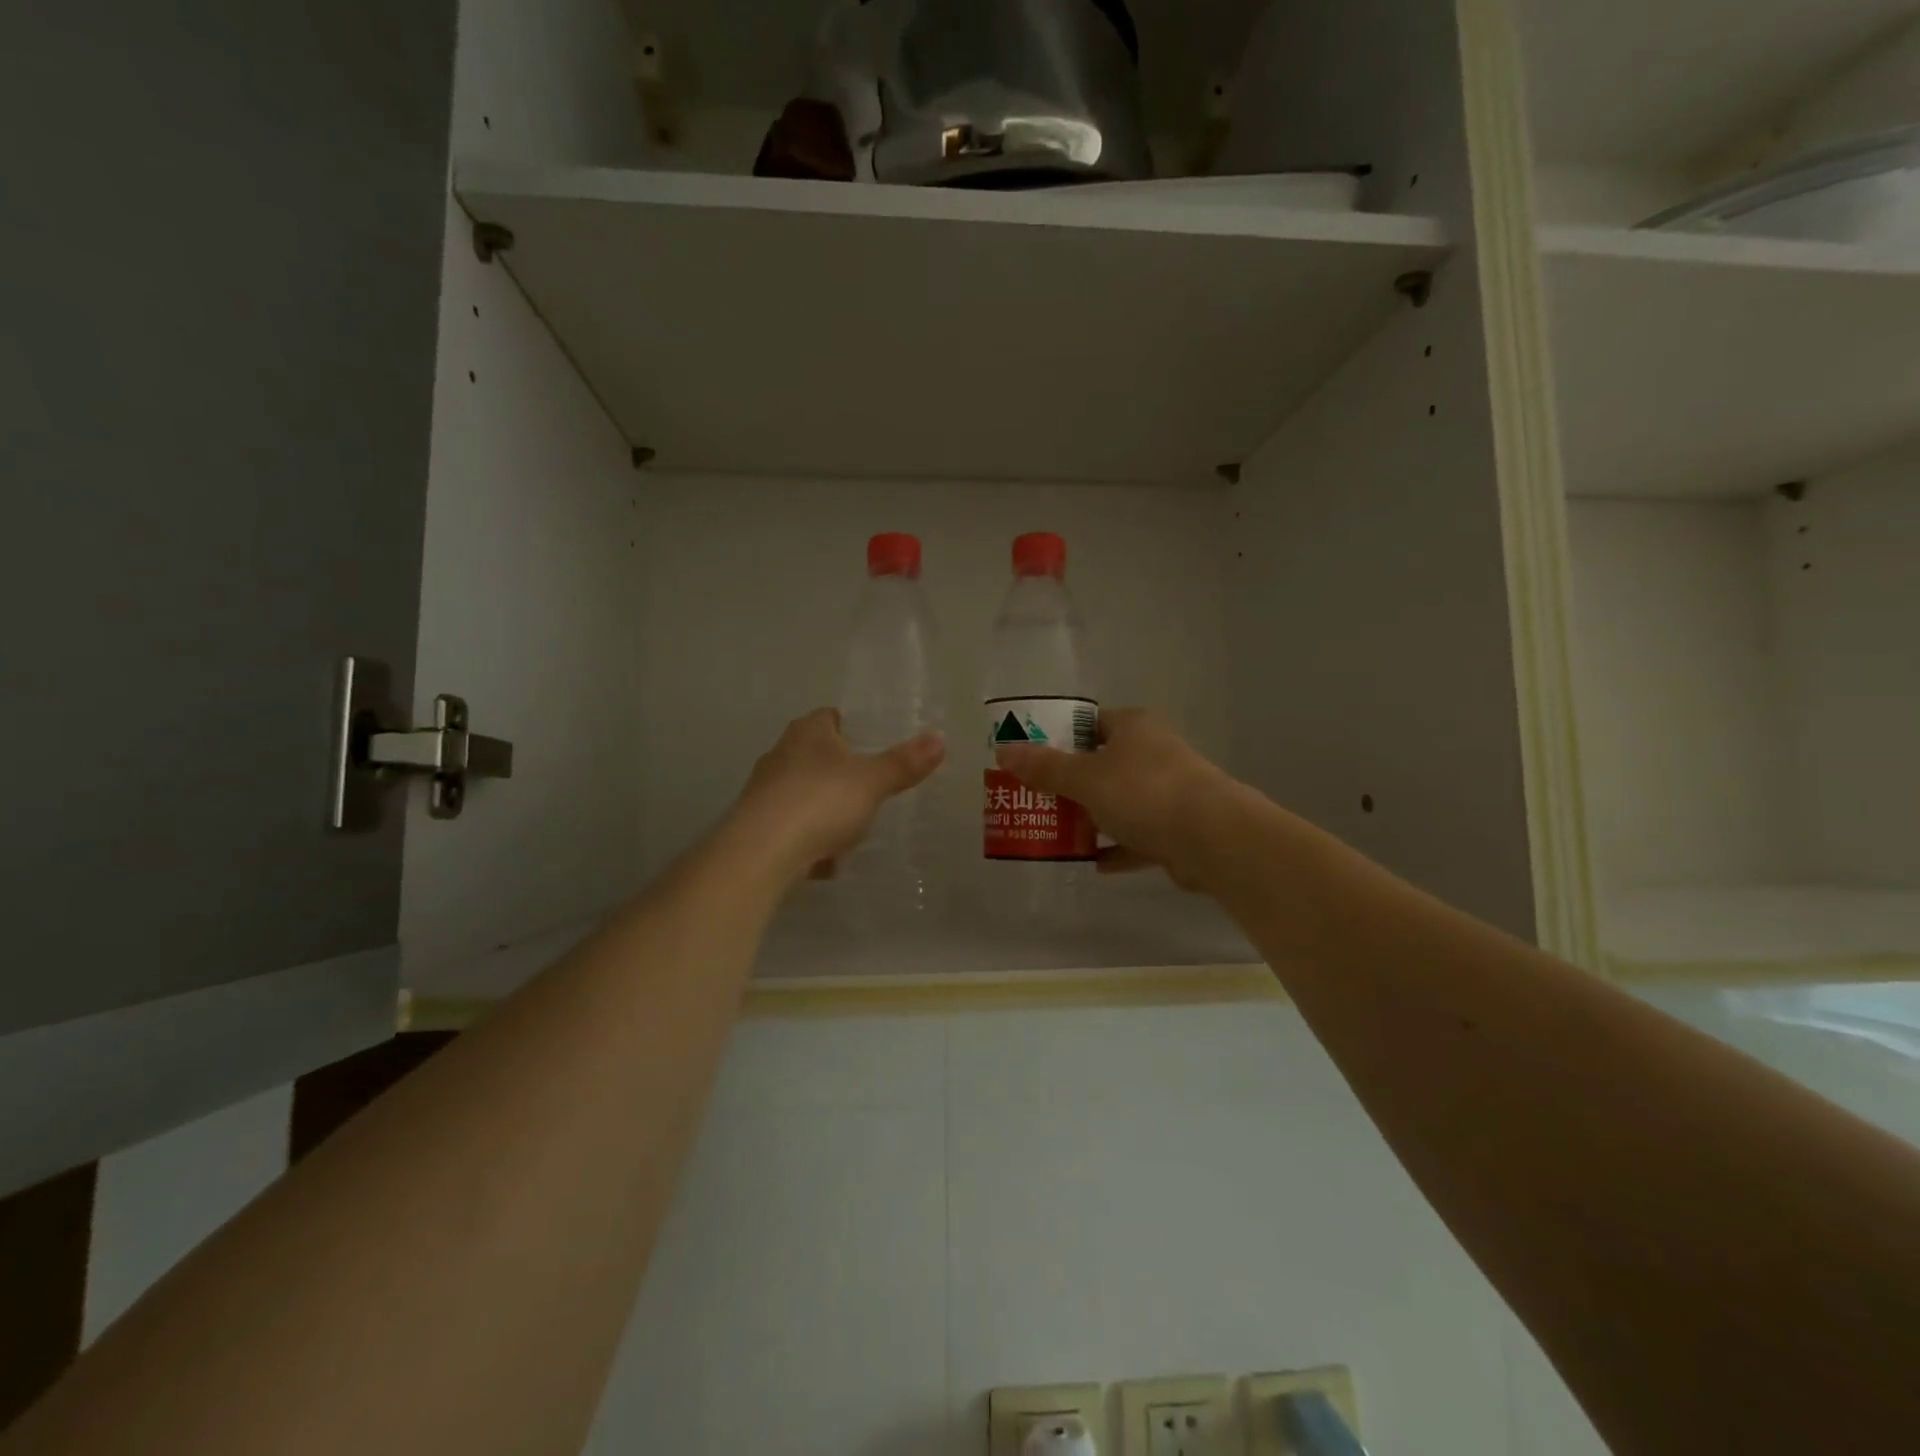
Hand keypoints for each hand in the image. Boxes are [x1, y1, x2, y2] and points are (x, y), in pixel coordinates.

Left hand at [731, 708, 945, 880]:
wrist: (761, 851)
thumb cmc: (822, 801)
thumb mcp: (873, 782)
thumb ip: (904, 763)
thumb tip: (939, 738)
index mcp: (809, 733)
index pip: (827, 717)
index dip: (846, 726)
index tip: (864, 742)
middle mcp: (780, 754)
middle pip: (812, 755)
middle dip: (835, 771)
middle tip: (863, 788)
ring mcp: (763, 790)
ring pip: (800, 794)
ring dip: (820, 809)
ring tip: (846, 831)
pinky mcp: (754, 826)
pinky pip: (789, 828)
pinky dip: (806, 841)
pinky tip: (822, 862)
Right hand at [995, 708, 1234, 891]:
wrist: (1212, 838)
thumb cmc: (1144, 792)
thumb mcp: (1085, 778)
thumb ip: (1045, 768)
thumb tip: (1004, 752)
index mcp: (1134, 727)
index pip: (1091, 722)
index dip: (1061, 736)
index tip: (1032, 756)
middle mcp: (1153, 752)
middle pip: (1103, 764)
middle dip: (1071, 783)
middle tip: (1036, 798)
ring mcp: (1168, 791)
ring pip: (1120, 802)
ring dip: (1092, 817)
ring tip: (1056, 832)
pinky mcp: (1177, 829)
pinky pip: (1137, 837)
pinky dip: (1115, 849)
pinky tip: (1090, 863)